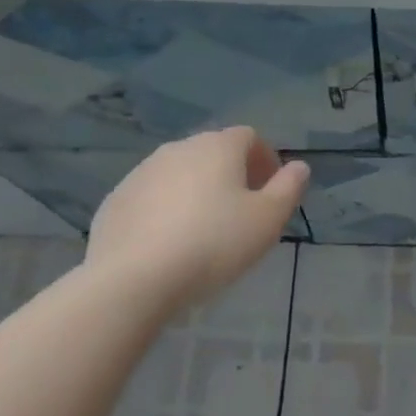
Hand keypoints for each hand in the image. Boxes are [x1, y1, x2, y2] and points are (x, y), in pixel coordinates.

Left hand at [81, 127, 308, 317]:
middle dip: (231, 174)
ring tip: (204, 230)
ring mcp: (142, 172)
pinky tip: (169, 243)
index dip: (265, 159)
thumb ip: (288, 189)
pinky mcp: (116, 200)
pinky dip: (165, 210)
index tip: (270, 191)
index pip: (249, 137)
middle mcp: (178, 148)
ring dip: (196, 191)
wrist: (134, 278)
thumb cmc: (213, 244)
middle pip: (213, 152)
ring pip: (180, 173)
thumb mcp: (267, 220)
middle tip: (241, 211)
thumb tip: (299, 166)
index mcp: (218, 147)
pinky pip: (151, 197)